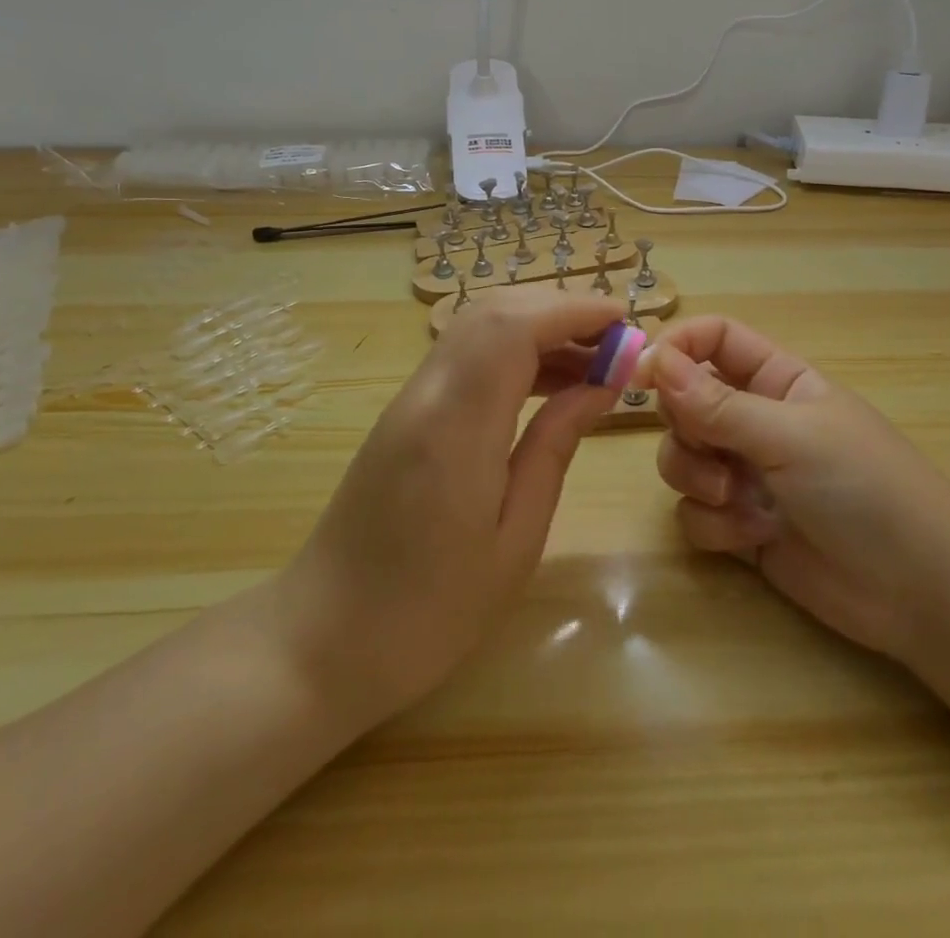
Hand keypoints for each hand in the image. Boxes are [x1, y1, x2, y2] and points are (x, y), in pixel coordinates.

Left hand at [280, 289, 627, 733]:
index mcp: (457, 426)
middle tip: (616, 343)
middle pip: (496, 311)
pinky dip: (513, 351)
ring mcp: (410, 398)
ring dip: (539, 327)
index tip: (626, 324)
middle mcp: (429, 393)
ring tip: (594, 364)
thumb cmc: (430, 611)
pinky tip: (548, 385)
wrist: (323, 641)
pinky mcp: (406, 411)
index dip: (574, 309)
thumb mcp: (515, 539)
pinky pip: (467, 355)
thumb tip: (601, 386)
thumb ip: (555, 447)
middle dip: (562, 310)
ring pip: (479, 326)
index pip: (515, 326)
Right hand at [637, 316, 949, 665]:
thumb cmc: (865, 488)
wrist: (920, 592)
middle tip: (709, 448)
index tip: (640, 375)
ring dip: (696, 478)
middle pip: (684, 401)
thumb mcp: (791, 435)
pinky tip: (753, 537)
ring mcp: (746, 474)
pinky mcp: (740, 525)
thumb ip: (717, 403)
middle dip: (684, 427)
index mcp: (776, 379)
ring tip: (736, 501)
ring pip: (681, 457)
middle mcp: (755, 420)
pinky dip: (714, 524)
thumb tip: (654, 360)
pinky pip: (694, 512)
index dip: (675, 349)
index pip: (713, 340)